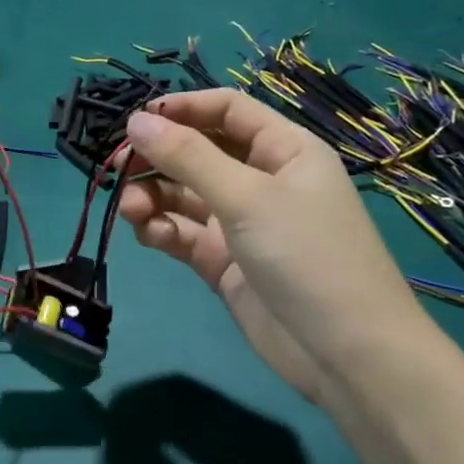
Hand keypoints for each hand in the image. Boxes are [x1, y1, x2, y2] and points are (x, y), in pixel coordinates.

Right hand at [117, 91, 418, 403]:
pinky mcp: (224, 262)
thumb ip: (188, 156)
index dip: (182, 108)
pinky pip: (183, 234)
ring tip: (132, 210)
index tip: (135, 121)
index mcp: (283, 150)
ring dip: (153, 196)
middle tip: (119, 169)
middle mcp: (261, 180)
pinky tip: (149, 235)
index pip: (227, 110)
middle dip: (159, 157)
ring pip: (184, 195)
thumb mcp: (247, 197)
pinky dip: (162, 230)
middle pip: (198, 152)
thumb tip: (136, 120)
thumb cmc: (307, 255)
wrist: (345, 354)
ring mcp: (241, 223)